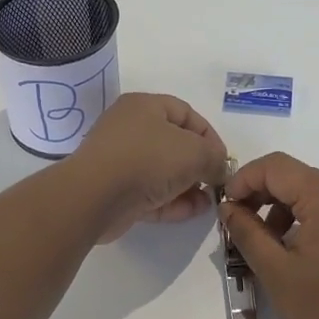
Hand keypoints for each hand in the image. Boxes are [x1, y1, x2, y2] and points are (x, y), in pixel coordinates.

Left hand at [67, 93, 228, 242]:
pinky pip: (151, 193)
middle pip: (174, 144)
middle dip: (199, 165)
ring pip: (163, 172)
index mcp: (145, 107)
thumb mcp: (194, 152)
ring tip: (208, 202)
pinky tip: (193, 211)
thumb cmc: (147, 159)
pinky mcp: (116, 191)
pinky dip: (172, 201)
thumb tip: (220, 170)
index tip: (223, 160)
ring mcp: (121, 161)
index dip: (209, 136)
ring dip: (188, 187)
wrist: (94, 197)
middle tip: (215, 182)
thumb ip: (214, 158)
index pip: (186, 113)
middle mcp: (130, 129)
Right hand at [220, 152, 318, 318]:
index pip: (275, 166)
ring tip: (265, 247)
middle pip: (293, 176)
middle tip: (239, 228)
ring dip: (280, 211)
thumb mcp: (276, 272)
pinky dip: (303, 222)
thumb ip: (247, 233)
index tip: (225, 210)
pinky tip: (294, 255)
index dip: (243, 180)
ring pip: (310, 194)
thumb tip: (228, 207)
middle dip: (260, 196)